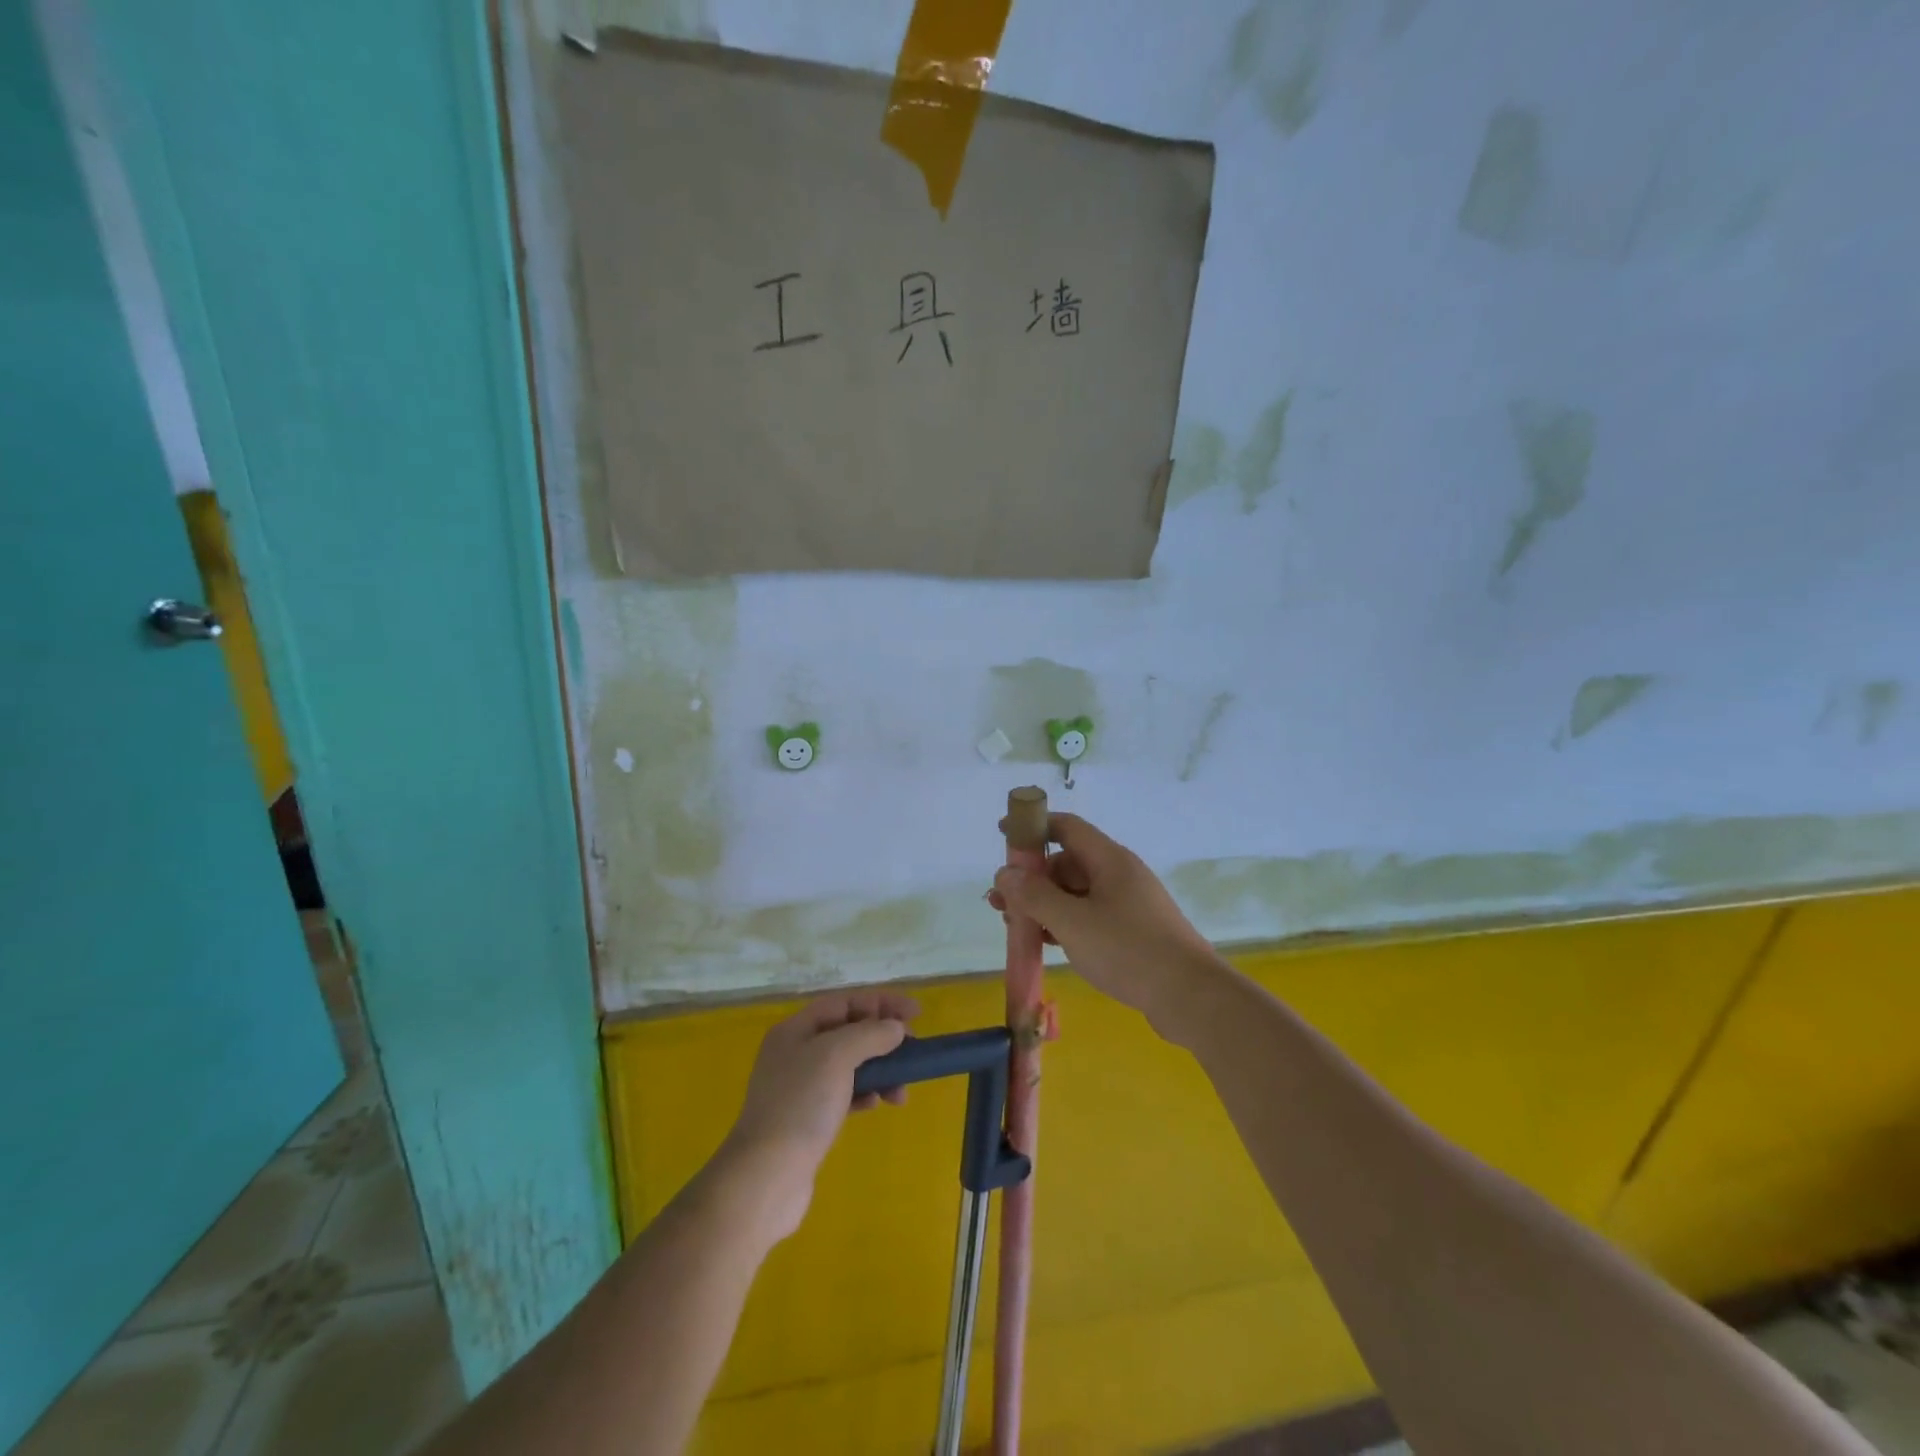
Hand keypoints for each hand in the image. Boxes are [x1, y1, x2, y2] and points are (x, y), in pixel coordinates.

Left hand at [718, 991, 917, 1240]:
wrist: (766, 1178)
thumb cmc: (800, 1105)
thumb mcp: (836, 1056)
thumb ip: (870, 1034)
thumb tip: (895, 1028)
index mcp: (796, 1029)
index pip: (845, 1002)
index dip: (882, 1003)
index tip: (917, 1014)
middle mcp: (796, 1052)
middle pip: (849, 1031)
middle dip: (883, 1037)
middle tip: (913, 1051)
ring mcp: (800, 1087)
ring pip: (850, 1064)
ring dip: (880, 1069)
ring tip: (901, 1090)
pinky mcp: (808, 1118)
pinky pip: (845, 1092)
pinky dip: (866, 1093)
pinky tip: (877, 1104)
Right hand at [989, 813, 1223, 1039]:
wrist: (1191, 997)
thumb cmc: (1128, 950)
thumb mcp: (1072, 922)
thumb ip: (1034, 896)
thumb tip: (1004, 874)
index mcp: (1109, 859)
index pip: (1066, 827)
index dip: (1033, 827)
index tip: (1003, 834)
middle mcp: (1120, 874)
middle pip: (1067, 862)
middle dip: (1032, 879)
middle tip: (1001, 903)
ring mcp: (1129, 903)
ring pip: (1077, 893)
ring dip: (1045, 904)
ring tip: (1015, 926)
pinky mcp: (1134, 931)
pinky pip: (1090, 916)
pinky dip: (1065, 923)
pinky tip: (1048, 943)